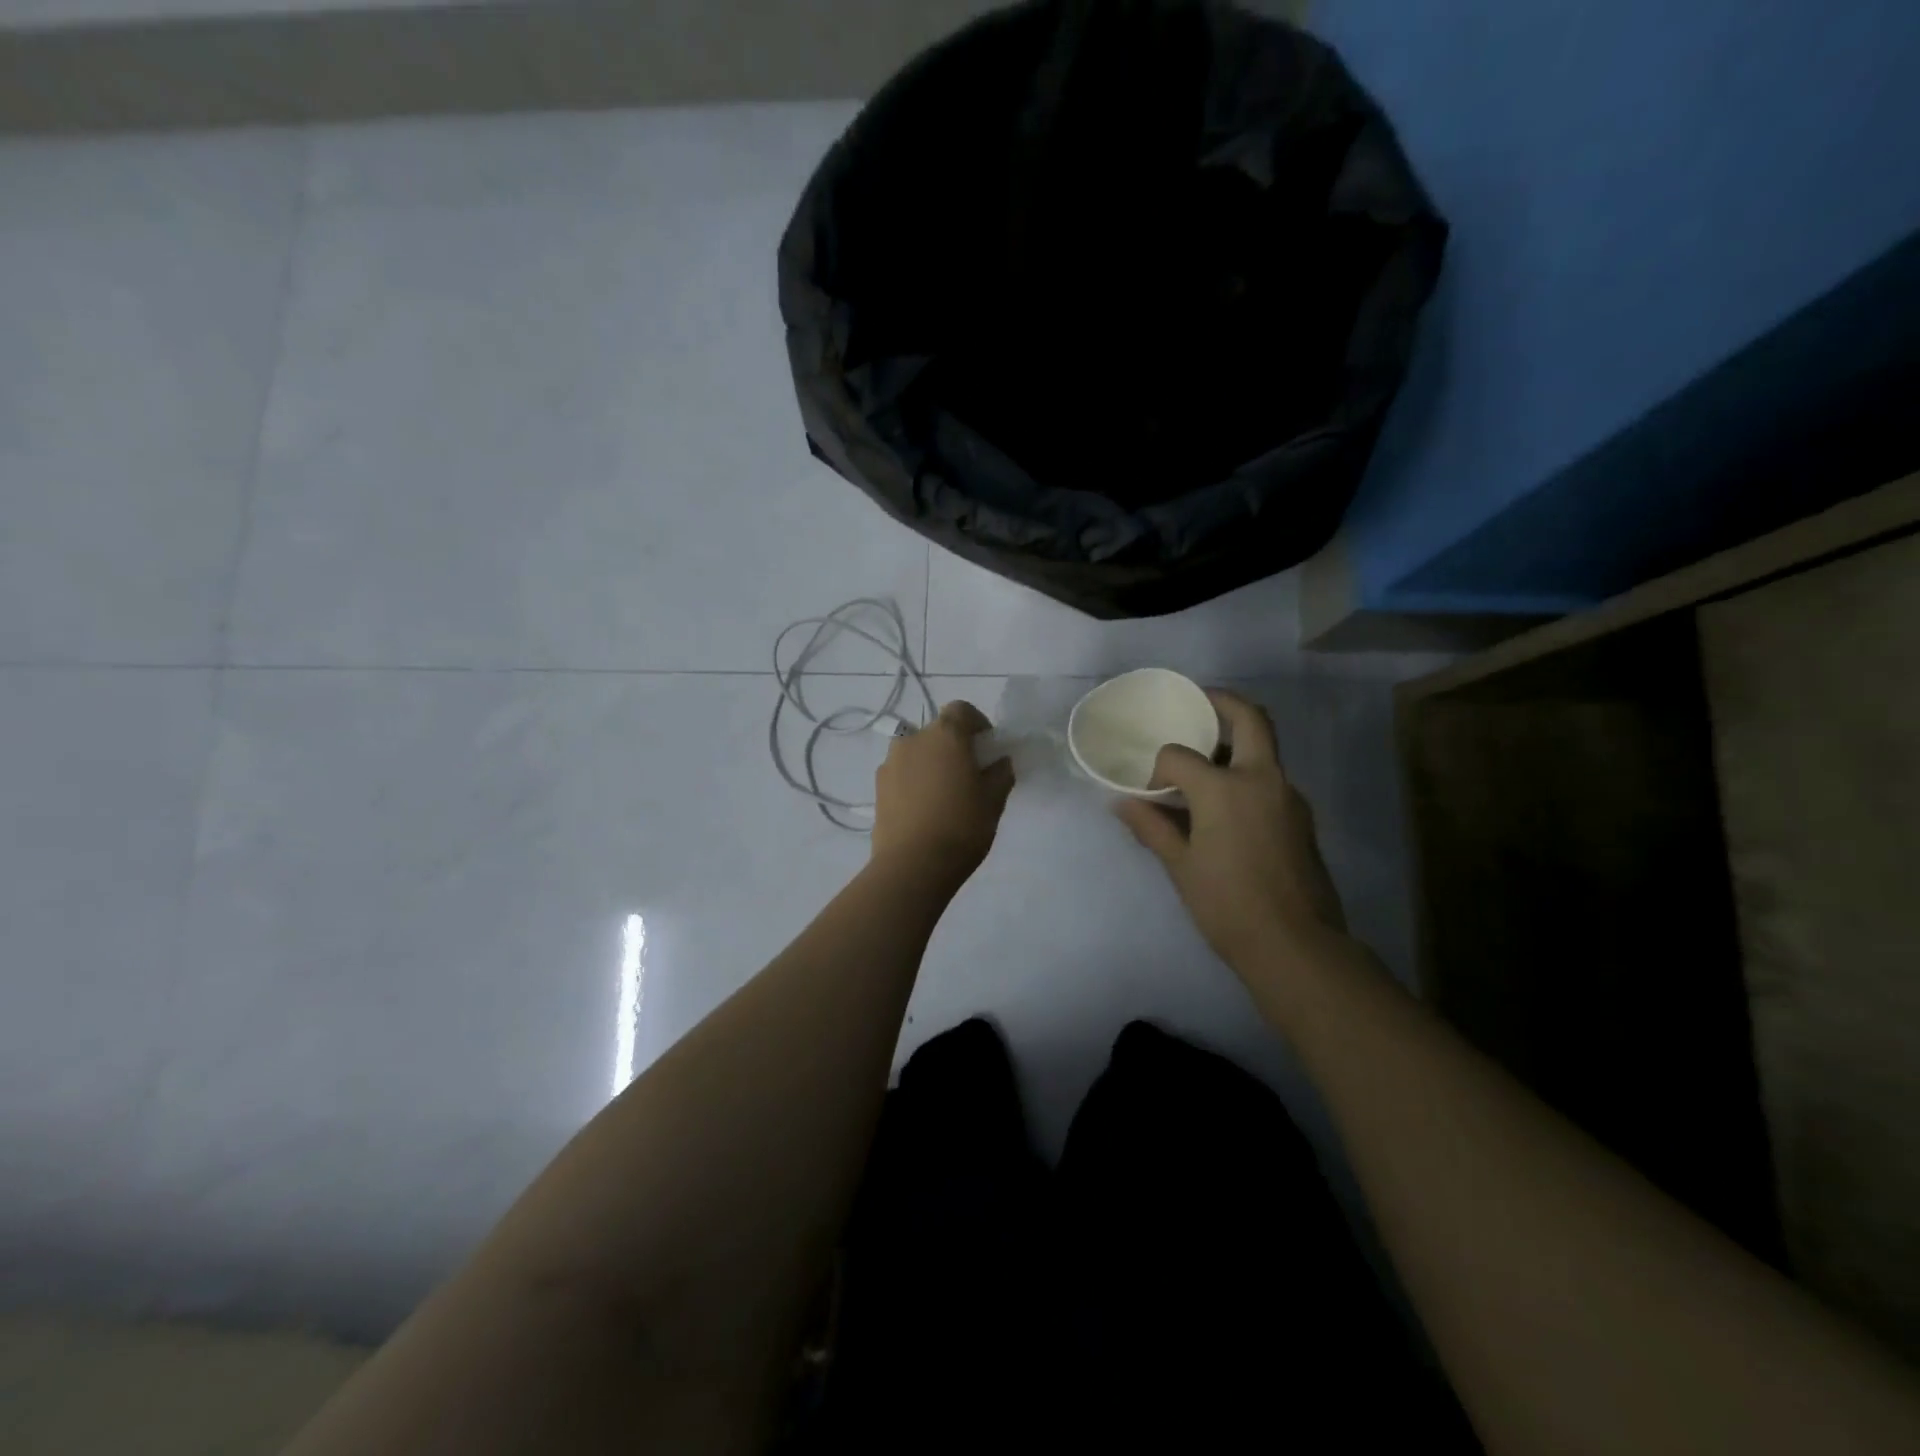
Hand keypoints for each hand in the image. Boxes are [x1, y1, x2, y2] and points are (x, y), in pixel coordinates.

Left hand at [870, 701, 1015, 885]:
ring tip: (943, 795)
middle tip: (968, 775)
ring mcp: (890, 763)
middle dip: (953, 746)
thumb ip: (1000, 773)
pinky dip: (914, 782)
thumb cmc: (962, 826)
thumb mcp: (994, 800)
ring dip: (930, 764)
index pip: (961, 709)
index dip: (977, 723)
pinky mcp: (877, 788)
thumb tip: (999, 762)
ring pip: (916, 753)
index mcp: (945, 734)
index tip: (987, 747)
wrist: (913, 865)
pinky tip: (924, 811)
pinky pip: (901, 775)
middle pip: (937, 731)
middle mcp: (913, 740)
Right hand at [1114, 690, 1347, 970]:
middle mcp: (1263, 779)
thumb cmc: (1228, 905)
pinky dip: (1247, 774)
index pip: (1180, 755)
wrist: (1297, 946)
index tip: (1149, 793)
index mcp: (1226, 788)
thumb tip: (1121, 803)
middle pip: (1251, 719)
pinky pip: (1270, 779)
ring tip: (1204, 761)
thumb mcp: (1181, 866)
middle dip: (1223, 704)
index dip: (1158, 768)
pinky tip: (1225, 805)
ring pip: (1265, 749)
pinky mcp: (1301, 817)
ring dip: (1236, 742)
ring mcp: (1289, 796)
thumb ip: (1152, 827)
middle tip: (1198, 704)